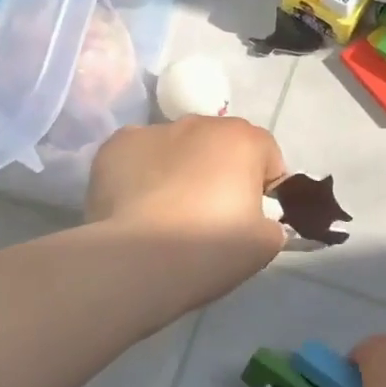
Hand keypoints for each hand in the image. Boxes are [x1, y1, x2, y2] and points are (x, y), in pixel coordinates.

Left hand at [84, 117, 288, 303]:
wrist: (135, 262)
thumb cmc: (209, 249)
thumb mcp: (265, 245)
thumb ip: (271, 222)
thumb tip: (257, 220)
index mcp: (243, 139)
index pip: (267, 155)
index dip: (264, 187)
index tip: (252, 217)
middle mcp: (199, 123)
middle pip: (220, 145)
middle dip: (220, 172)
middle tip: (209, 217)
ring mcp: (153, 131)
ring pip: (177, 148)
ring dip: (180, 170)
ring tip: (167, 215)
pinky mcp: (114, 146)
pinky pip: (138, 157)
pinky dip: (141, 175)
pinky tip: (136, 208)